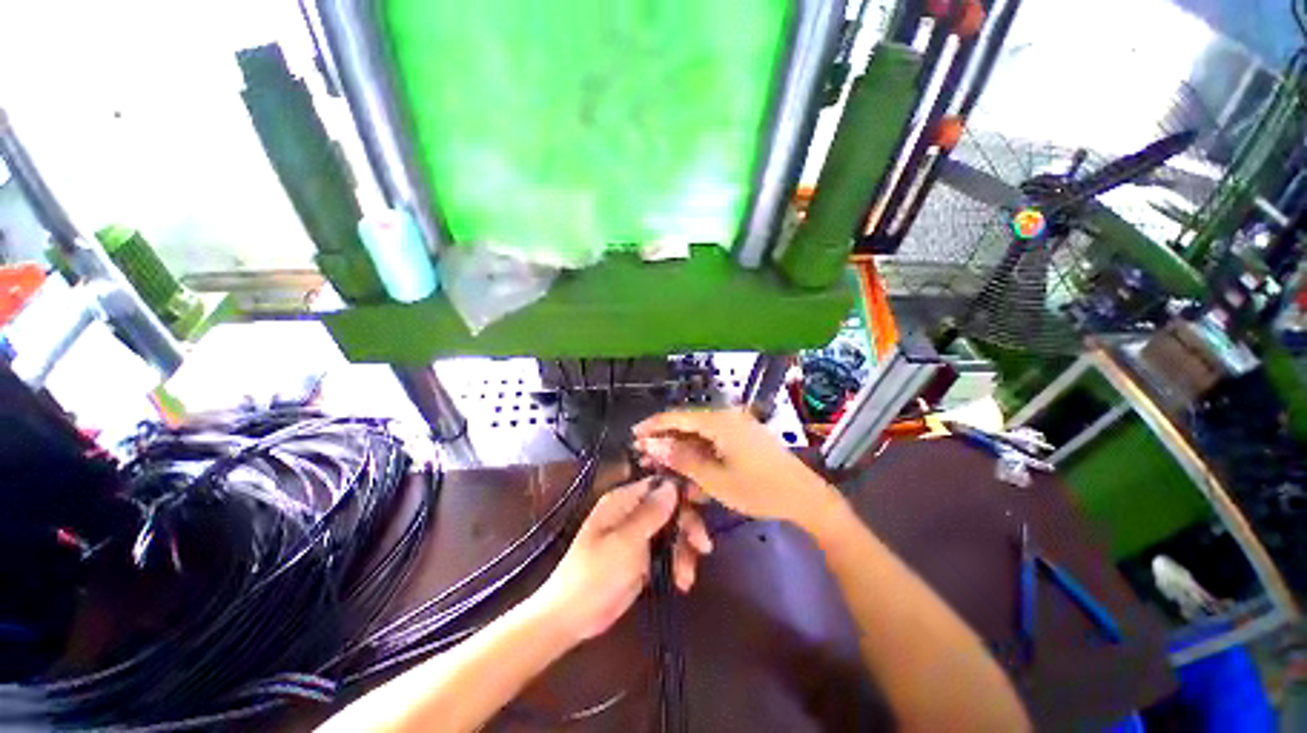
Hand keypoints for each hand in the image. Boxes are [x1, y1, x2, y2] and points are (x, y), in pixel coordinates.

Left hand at [532, 478, 712, 643]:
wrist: (571, 617)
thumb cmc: (595, 574)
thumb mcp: (625, 542)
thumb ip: (651, 513)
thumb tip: (673, 484)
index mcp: (624, 500)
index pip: (660, 484)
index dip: (682, 491)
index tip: (704, 503)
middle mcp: (633, 512)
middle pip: (671, 508)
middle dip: (687, 526)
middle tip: (703, 547)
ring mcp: (638, 535)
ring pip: (673, 531)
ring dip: (685, 551)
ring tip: (686, 578)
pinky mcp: (642, 557)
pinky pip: (668, 551)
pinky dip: (677, 564)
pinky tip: (682, 583)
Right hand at [633, 409, 843, 533]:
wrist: (805, 497)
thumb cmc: (758, 490)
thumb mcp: (715, 479)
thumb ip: (682, 459)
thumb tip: (652, 444)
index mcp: (719, 421)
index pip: (678, 417)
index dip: (654, 425)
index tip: (634, 435)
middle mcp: (727, 417)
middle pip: (687, 423)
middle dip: (666, 438)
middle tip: (646, 454)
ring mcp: (737, 425)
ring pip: (699, 432)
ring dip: (681, 446)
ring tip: (663, 462)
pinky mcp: (744, 436)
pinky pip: (714, 439)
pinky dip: (699, 451)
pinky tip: (690, 466)